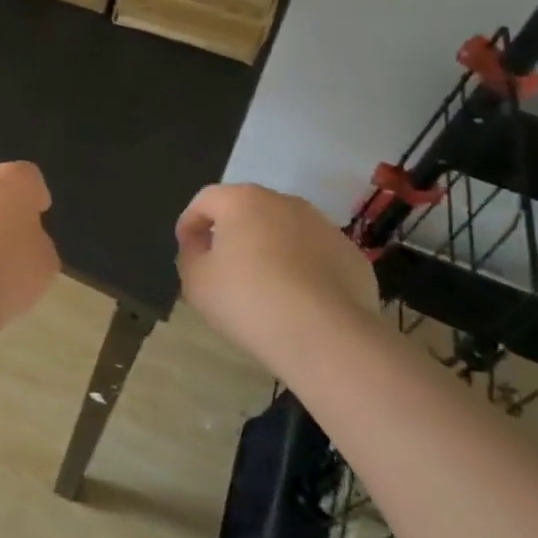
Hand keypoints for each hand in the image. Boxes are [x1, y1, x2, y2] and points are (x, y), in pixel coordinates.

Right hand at [176, 184, 378, 363]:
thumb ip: (190, 254)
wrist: (327, 337)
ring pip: (285, 230)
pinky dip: (303, 268)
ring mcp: (323, 226)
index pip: (205, 200)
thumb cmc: (249, 301)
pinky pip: (315, 255)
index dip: (190, 222)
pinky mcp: (351, 255)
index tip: (187, 248)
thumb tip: (200, 244)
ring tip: (264, 285)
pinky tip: (299, 300)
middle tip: (223, 265)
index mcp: (242, 201)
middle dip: (232, 232)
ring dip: (270, 248)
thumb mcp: (196, 282)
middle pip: (248, 210)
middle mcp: (284, 202)